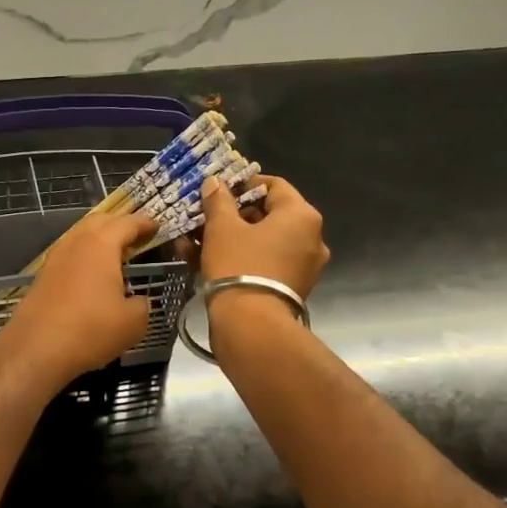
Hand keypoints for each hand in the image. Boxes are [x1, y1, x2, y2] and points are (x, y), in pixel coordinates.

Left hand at [0, 210, 160, 389]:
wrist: (36, 349)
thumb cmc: (90, 329)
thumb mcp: (133, 322)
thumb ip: (142, 305)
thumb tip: (137, 302)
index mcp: (100, 245)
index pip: (127, 223)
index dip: (144, 223)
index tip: (157, 225)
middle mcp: (75, 244)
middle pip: (99, 222)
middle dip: (119, 224)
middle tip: (136, 235)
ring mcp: (55, 259)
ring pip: (80, 238)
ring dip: (98, 240)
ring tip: (115, 254)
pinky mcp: (42, 278)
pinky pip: (69, 257)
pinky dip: (84, 257)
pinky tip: (92, 275)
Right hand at [198, 175, 328, 298]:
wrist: (251, 325)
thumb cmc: (239, 265)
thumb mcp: (222, 228)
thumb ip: (218, 201)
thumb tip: (215, 182)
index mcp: (302, 215)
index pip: (273, 186)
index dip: (242, 185)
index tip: (217, 192)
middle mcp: (311, 238)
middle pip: (268, 216)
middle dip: (232, 216)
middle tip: (203, 219)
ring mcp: (303, 266)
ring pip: (262, 242)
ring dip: (230, 239)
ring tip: (195, 242)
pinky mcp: (290, 289)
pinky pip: (264, 264)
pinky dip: (240, 259)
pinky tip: (205, 262)